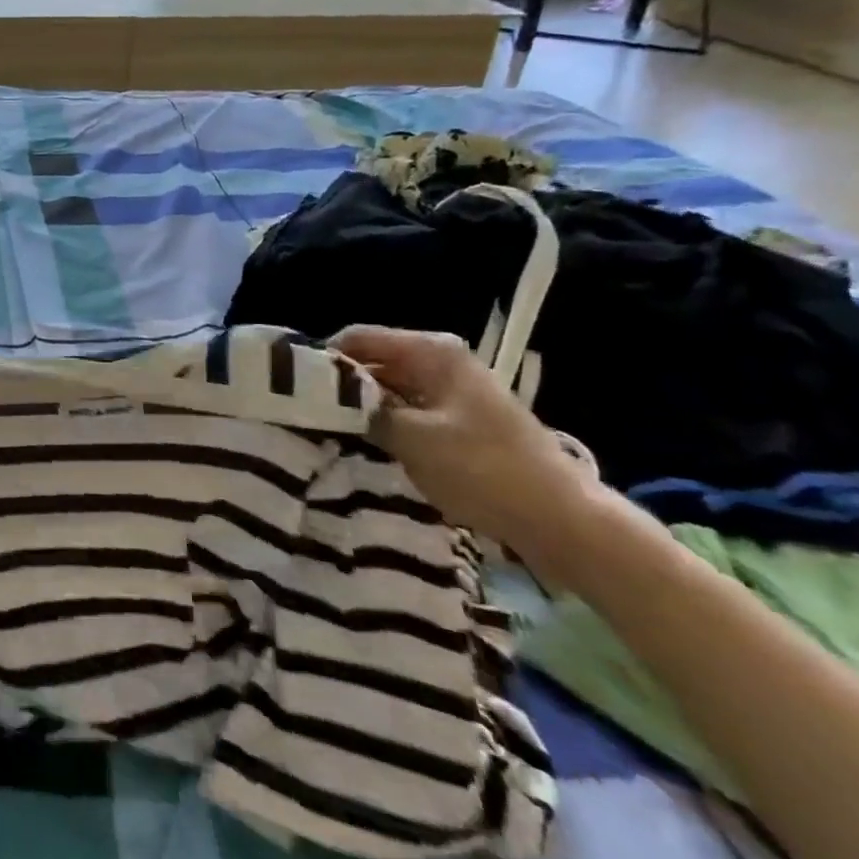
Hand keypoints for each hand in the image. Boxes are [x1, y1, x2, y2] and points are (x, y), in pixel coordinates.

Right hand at [330, 326, 600, 558]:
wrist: (563, 521)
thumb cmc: (483, 468)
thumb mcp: (410, 437)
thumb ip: (363, 409)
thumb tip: (328, 396)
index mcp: (431, 350)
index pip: (357, 337)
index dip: (324, 358)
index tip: (295, 386)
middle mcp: (441, 360)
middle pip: (373, 361)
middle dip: (343, 386)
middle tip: (309, 412)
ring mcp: (453, 391)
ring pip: (389, 389)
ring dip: (364, 409)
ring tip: (332, 430)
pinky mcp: (461, 420)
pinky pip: (409, 411)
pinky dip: (388, 424)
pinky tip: (368, 445)